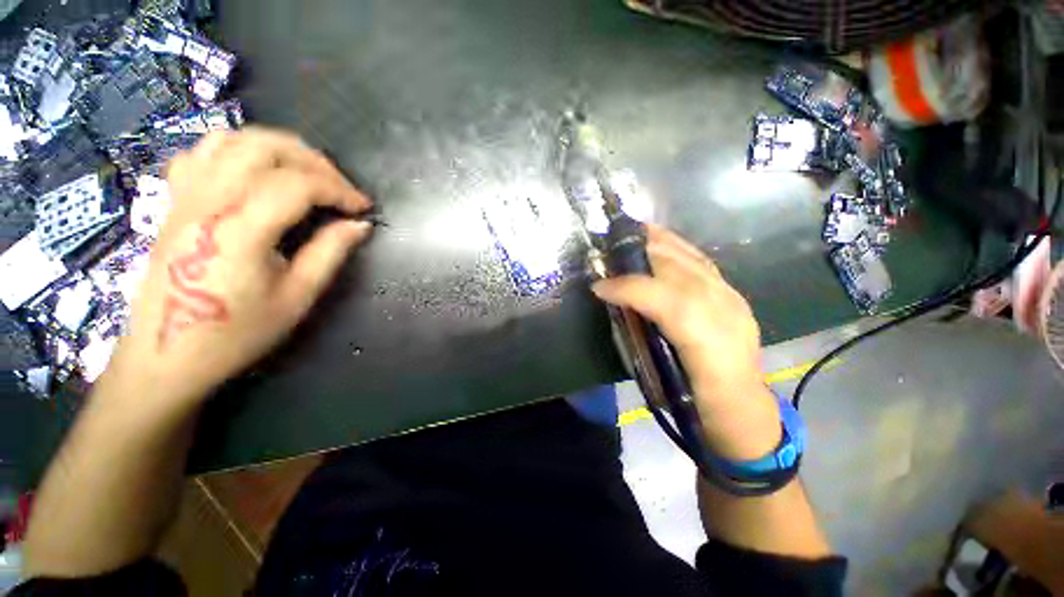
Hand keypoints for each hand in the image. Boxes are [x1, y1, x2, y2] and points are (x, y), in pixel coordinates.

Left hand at [103, 127, 372, 412]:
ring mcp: (184, 197)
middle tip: (339, 187)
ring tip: (305, 173)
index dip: (339, 190)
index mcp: (239, 229)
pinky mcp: (174, 202)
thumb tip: (360, 225)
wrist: (166, 356)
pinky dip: (236, 151)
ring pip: (231, 139)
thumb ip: (329, 253)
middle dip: (314, 161)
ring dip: (277, 148)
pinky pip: (201, 154)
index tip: (363, 208)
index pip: (297, 184)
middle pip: (264, 148)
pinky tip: (255, 173)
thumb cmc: (236, 333)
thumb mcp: (296, 297)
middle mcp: (208, 201)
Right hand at [592, 225, 781, 459]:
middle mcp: (727, 313)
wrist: (746, 410)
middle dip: (641, 255)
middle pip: (681, 271)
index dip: (629, 288)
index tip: (598, 287)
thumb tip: (615, 308)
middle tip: (607, 251)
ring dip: (659, 243)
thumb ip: (640, 341)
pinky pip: (702, 262)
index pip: (668, 301)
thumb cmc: (700, 404)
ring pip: (693, 260)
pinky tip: (660, 242)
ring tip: (630, 234)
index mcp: (710, 345)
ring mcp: (733, 299)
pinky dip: (677, 247)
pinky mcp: (734, 295)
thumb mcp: (663, 382)